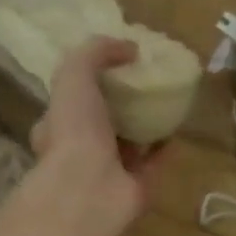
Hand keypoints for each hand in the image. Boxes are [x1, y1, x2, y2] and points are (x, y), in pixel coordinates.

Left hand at [30, 38, 163, 235]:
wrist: (91, 188)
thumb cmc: (75, 130)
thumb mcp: (75, 74)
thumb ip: (96, 52)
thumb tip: (130, 47)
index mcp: (57, 126)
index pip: (70, 101)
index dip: (88, 82)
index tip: (113, 66)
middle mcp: (82, 151)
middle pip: (103, 123)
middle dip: (120, 105)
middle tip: (144, 82)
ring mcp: (111, 172)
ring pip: (130, 144)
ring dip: (145, 126)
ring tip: (166, 102)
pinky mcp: (138, 187)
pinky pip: (154, 163)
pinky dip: (165, 148)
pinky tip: (178, 129)